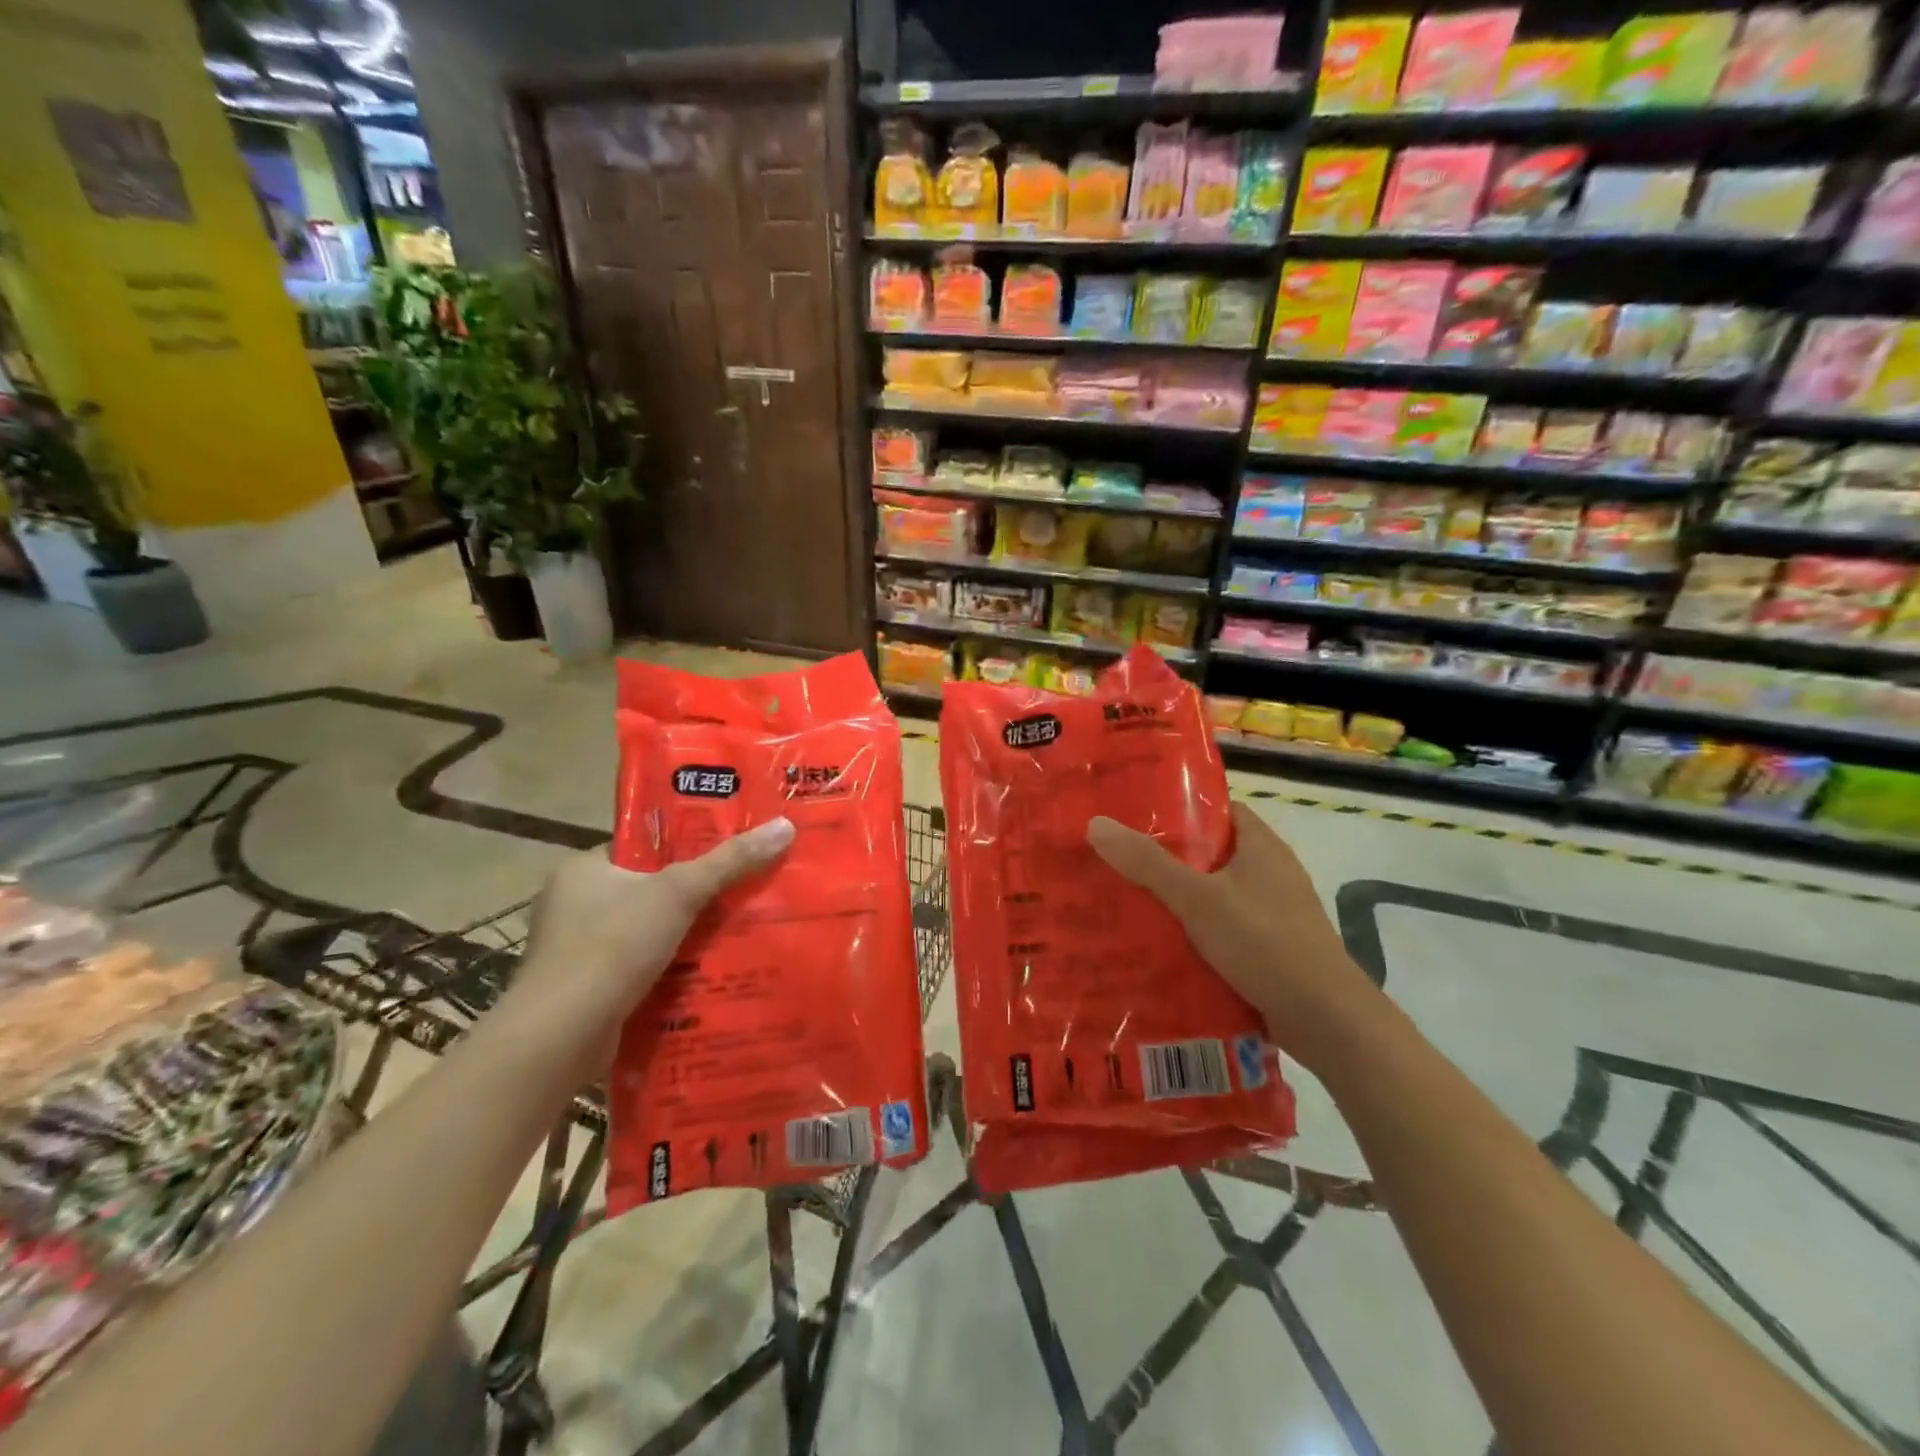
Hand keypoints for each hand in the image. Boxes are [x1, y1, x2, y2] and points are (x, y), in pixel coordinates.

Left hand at [506, 818, 795, 1073]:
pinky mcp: (585, 988)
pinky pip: (639, 964)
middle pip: (649, 887)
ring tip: (738, 928)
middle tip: (745, 889)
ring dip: (685, 933)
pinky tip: (707, 969)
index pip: (643, 846)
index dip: (687, 845)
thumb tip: (785, 826)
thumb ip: (730, 861)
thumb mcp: (679, 892)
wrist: (560, 1037)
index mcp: (583, 868)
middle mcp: (573, 903)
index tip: (732, 848)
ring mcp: (576, 949)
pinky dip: (669, 966)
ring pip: (647, 929)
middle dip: (694, 893)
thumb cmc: (612, 946)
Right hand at [1087, 803, 1380, 1071]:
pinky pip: (1225, 930)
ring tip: (1129, 903)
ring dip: (1179, 900)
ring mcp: (1274, 913)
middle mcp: (1271, 873)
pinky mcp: (1272, 949)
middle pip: (1211, 854)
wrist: (1326, 1020)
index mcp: (1261, 846)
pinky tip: (1162, 946)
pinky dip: (1197, 933)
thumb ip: (1148, 863)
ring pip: (1215, 896)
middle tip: (1119, 862)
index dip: (1180, 808)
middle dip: (1168, 859)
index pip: (1218, 810)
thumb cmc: (1264, 943)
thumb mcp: (1198, 898)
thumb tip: (1096, 824)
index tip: (1136, 816)